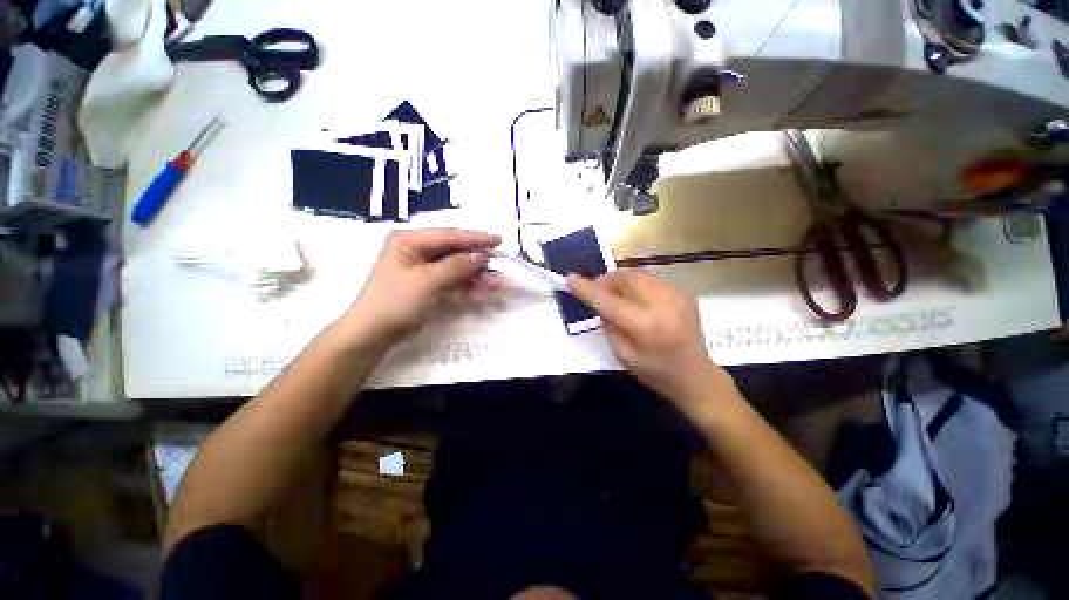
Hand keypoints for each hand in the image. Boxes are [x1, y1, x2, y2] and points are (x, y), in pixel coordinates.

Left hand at [344, 229, 501, 344]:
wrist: (373, 335)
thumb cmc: (395, 302)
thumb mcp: (427, 281)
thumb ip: (457, 266)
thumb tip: (483, 255)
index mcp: (409, 240)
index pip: (449, 236)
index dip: (475, 239)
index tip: (498, 241)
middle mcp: (417, 251)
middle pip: (455, 252)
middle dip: (478, 262)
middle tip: (500, 268)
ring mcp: (423, 269)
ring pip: (457, 269)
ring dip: (477, 277)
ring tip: (497, 285)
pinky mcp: (428, 286)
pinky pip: (452, 282)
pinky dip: (467, 288)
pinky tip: (482, 294)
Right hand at [566, 270, 724, 409]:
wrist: (696, 375)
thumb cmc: (655, 372)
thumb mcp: (623, 354)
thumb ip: (609, 324)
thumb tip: (602, 301)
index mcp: (647, 327)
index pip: (610, 302)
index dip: (588, 289)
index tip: (570, 279)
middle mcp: (664, 305)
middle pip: (626, 278)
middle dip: (607, 281)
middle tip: (599, 293)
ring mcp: (677, 295)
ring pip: (638, 275)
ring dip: (622, 282)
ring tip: (619, 299)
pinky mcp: (683, 292)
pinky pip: (651, 281)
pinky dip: (637, 287)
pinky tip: (640, 304)